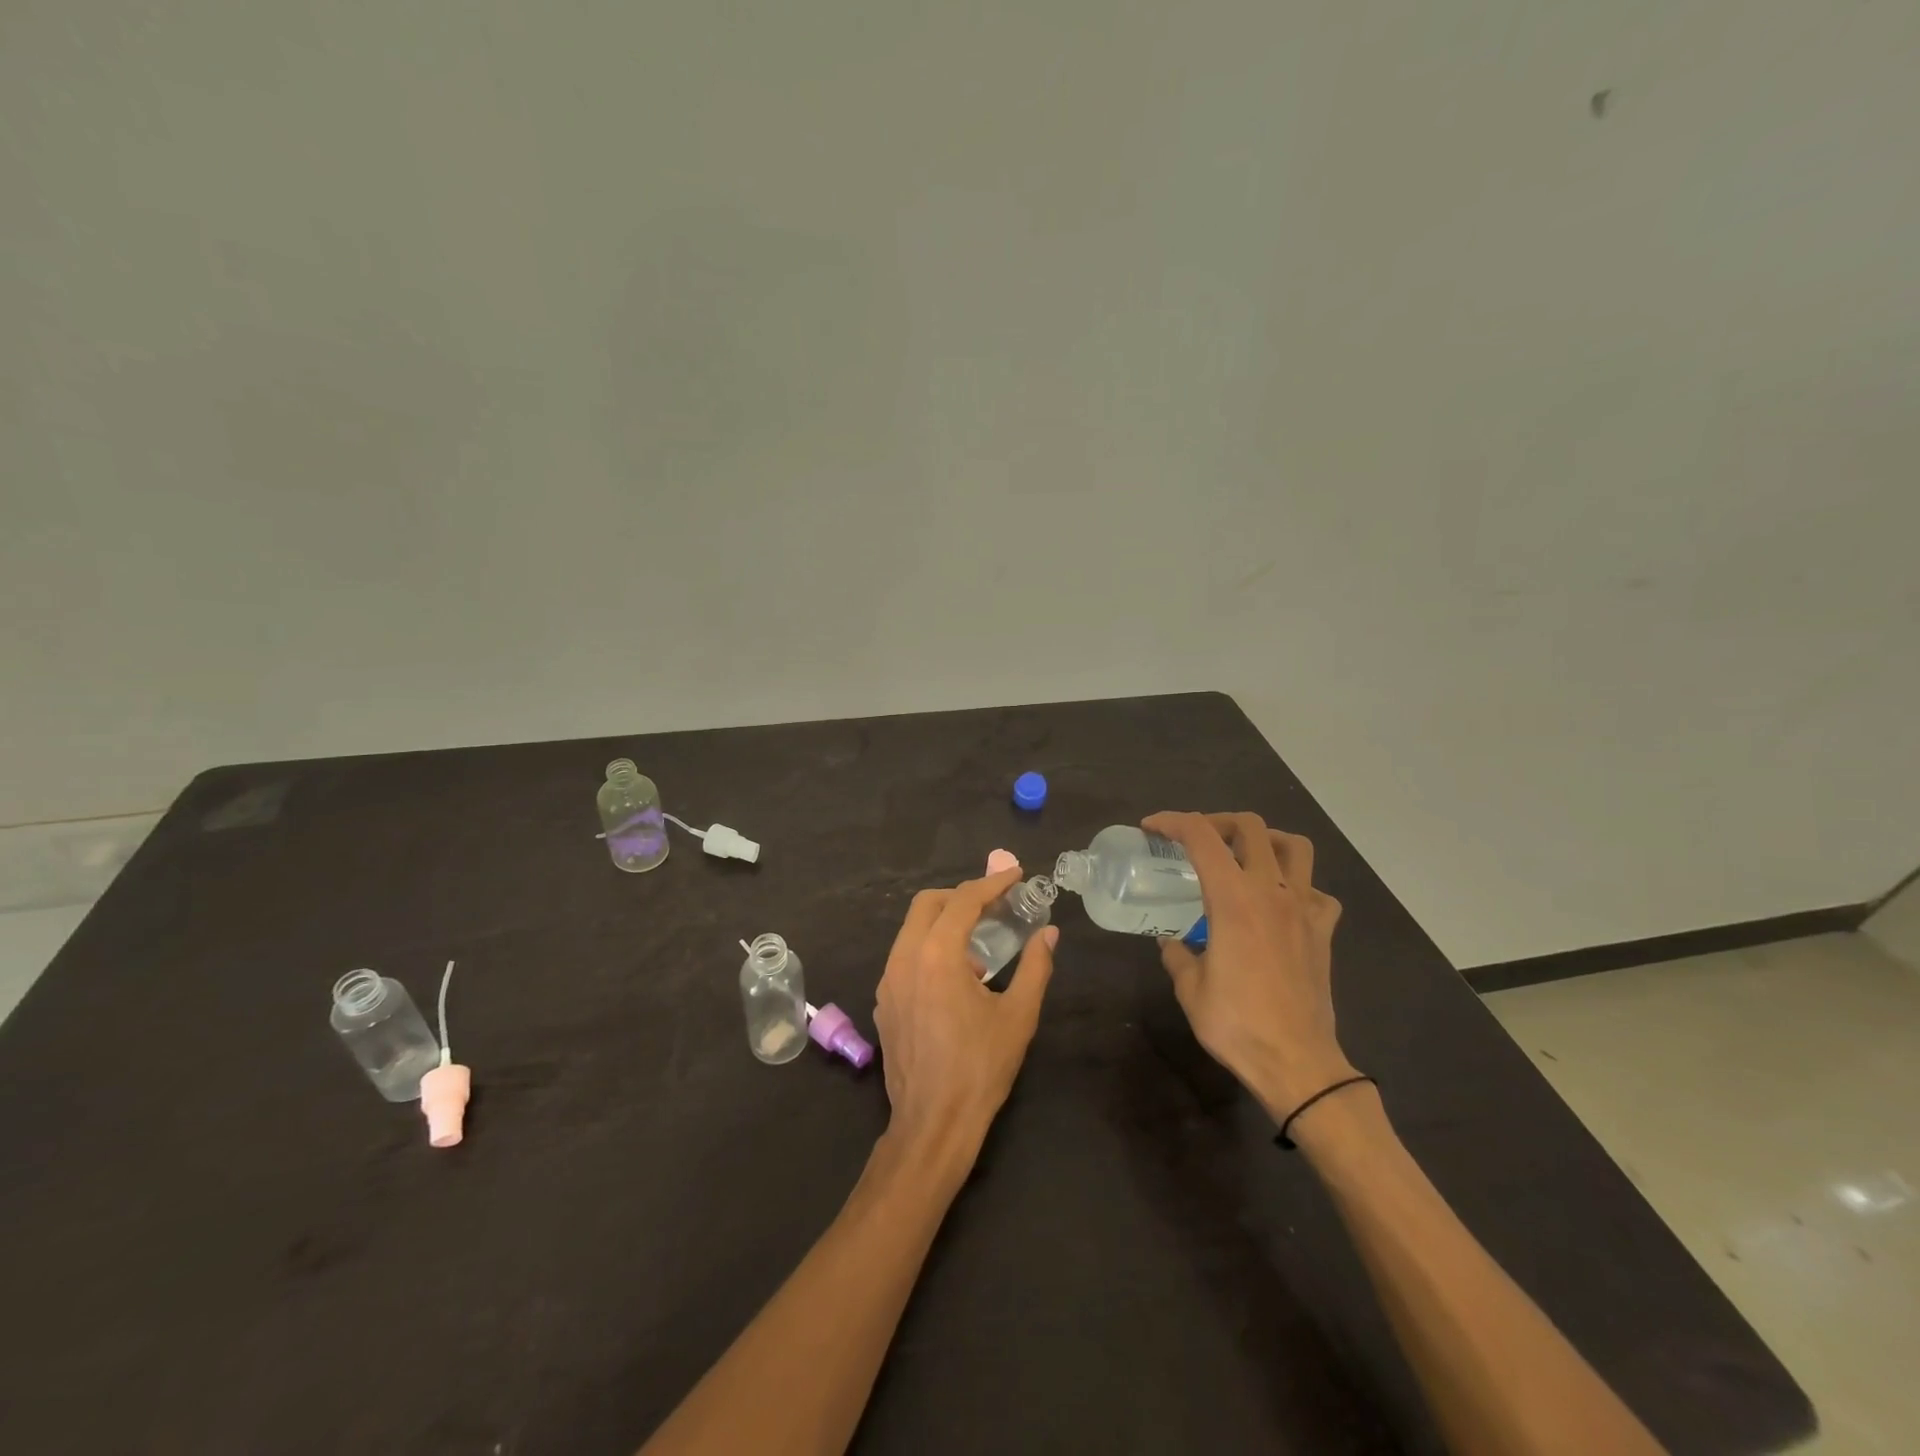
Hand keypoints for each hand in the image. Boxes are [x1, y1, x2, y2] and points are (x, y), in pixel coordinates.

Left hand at [872, 867, 1057, 1163]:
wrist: (933, 1123)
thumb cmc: (981, 1067)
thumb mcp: (1018, 1015)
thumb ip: (1035, 966)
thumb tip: (1049, 933)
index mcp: (937, 956)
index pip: (964, 901)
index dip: (991, 883)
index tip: (1015, 875)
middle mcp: (904, 959)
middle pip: (928, 904)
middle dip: (961, 895)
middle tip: (994, 904)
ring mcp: (888, 981)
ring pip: (912, 929)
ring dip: (944, 923)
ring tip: (979, 944)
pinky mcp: (883, 1002)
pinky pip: (905, 957)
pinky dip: (929, 948)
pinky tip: (956, 978)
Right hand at [1143, 812, 1352, 1120]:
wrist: (1297, 1063)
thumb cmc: (1236, 1023)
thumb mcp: (1189, 988)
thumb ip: (1178, 954)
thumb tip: (1171, 941)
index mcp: (1233, 898)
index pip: (1201, 836)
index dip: (1172, 822)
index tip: (1151, 828)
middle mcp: (1271, 891)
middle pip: (1250, 827)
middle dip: (1216, 821)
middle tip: (1196, 839)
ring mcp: (1304, 908)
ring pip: (1295, 846)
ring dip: (1266, 840)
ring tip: (1245, 855)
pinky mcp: (1323, 931)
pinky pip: (1317, 892)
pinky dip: (1298, 887)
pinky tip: (1281, 905)